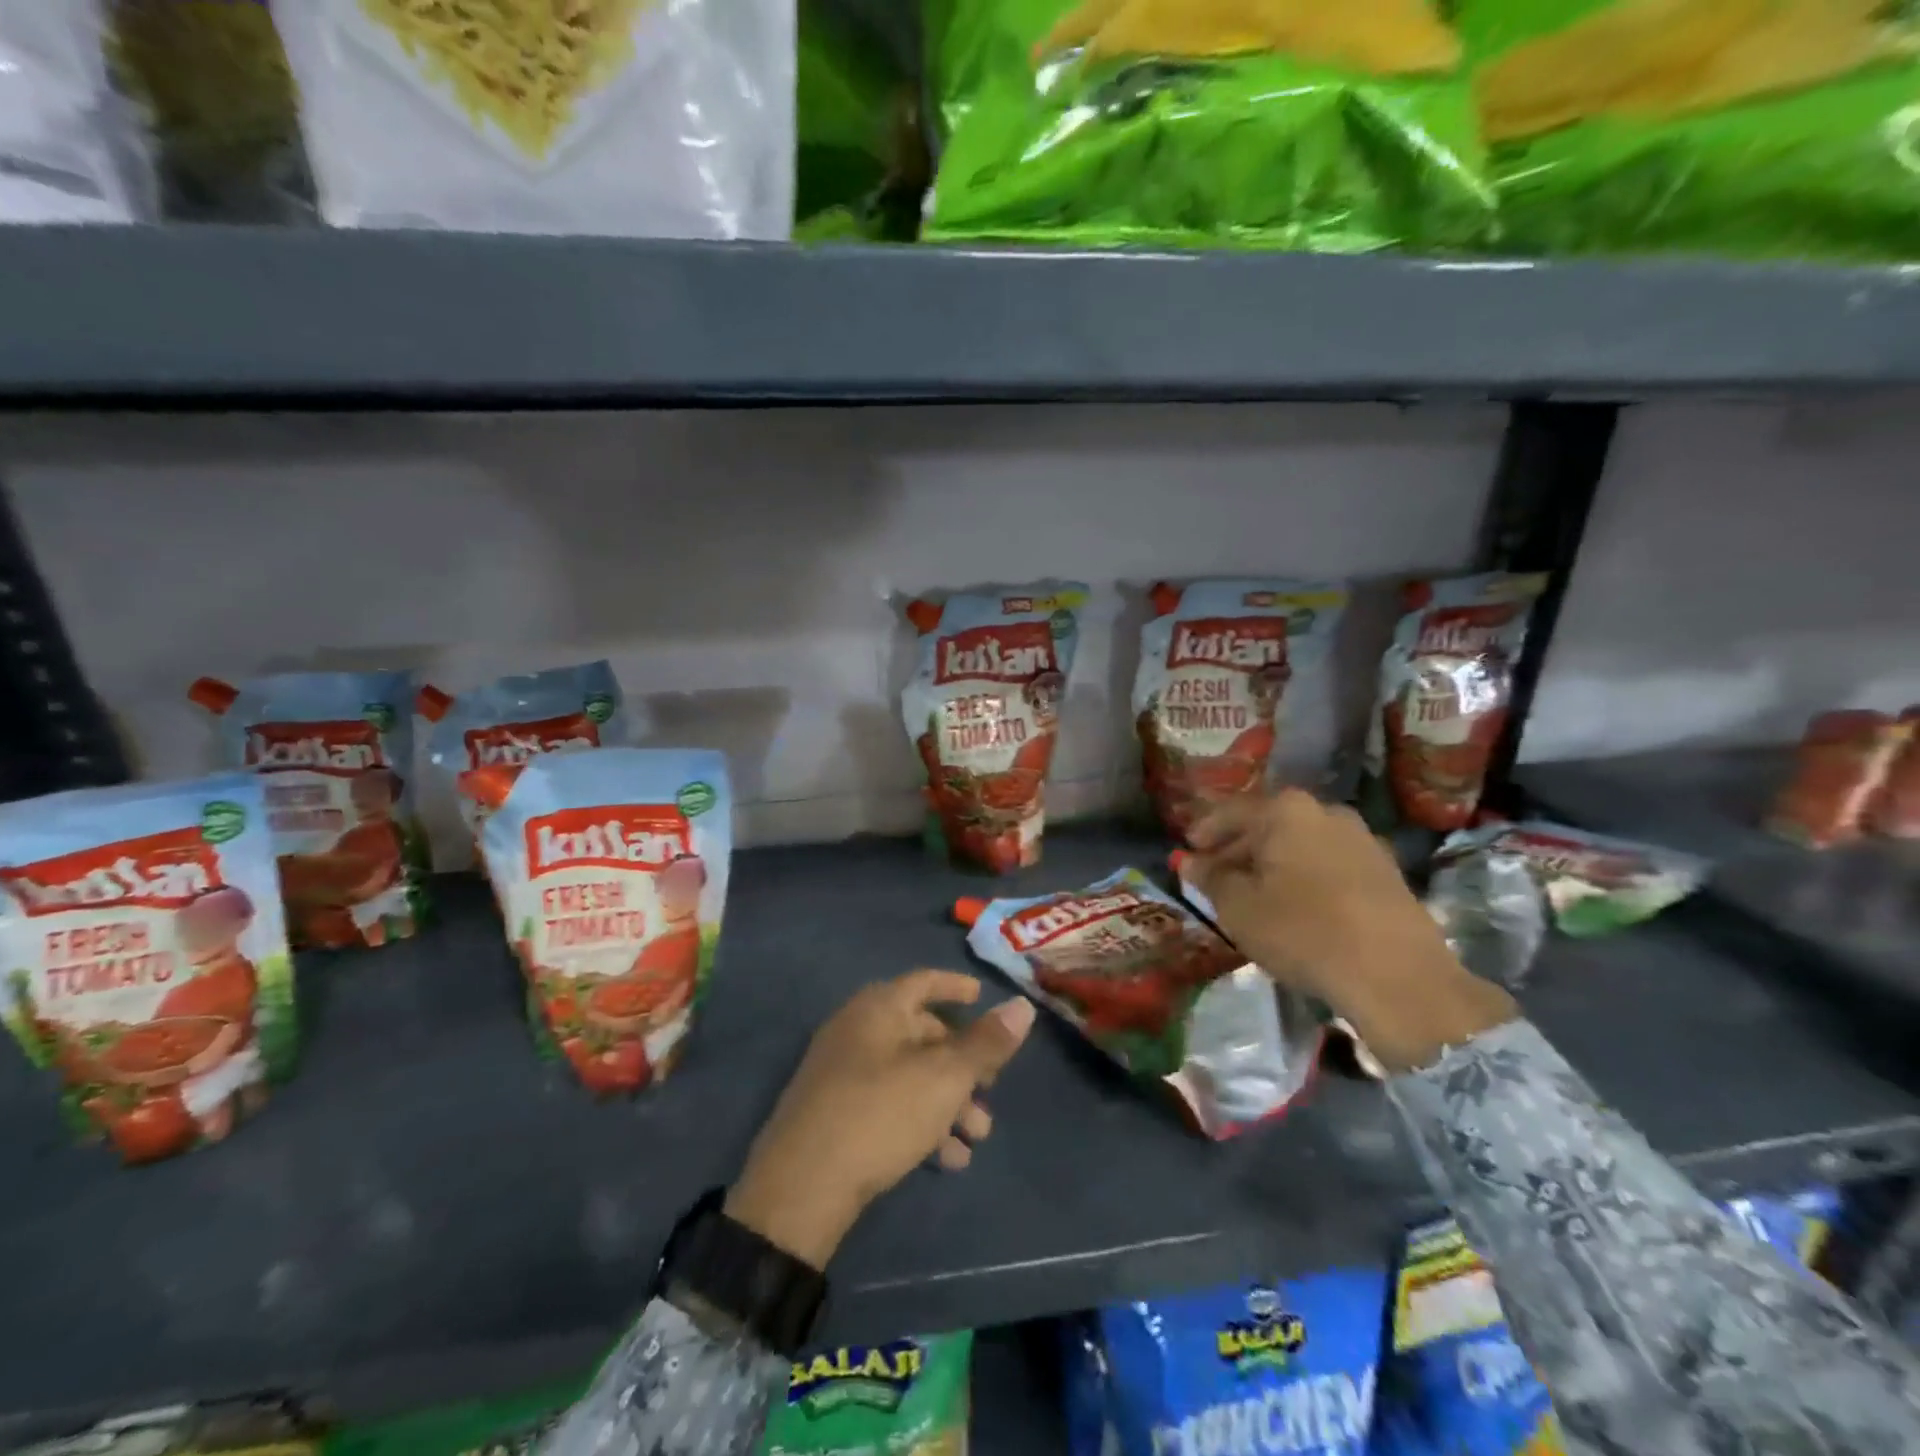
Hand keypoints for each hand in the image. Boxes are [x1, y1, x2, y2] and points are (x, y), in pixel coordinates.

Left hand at [725, 971, 1036, 1268]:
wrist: (801, 1189)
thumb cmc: (880, 1114)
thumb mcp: (943, 1078)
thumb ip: (986, 1043)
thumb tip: (1023, 1005)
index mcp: (878, 1008)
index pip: (924, 981)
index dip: (956, 987)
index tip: (983, 998)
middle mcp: (857, 1030)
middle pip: (921, 1033)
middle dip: (962, 1063)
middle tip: (991, 1091)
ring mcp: (841, 1072)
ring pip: (909, 1074)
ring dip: (948, 1101)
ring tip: (976, 1138)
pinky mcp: (834, 1113)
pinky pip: (888, 1104)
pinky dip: (921, 1121)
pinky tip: (947, 1160)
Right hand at [1187, 790, 1515, 1071]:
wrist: (1397, 976)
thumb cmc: (1302, 930)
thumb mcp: (1238, 907)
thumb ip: (1209, 878)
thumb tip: (1187, 861)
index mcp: (1286, 810)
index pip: (1231, 812)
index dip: (1205, 831)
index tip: (1188, 851)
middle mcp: (1326, 812)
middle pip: (1269, 825)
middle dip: (1239, 849)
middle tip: (1215, 876)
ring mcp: (1363, 840)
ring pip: (1300, 845)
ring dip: (1272, 865)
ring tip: (1253, 896)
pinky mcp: (1387, 872)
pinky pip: (1328, 864)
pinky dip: (1304, 878)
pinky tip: (1295, 908)